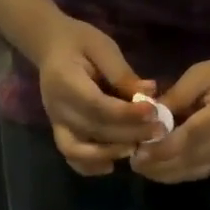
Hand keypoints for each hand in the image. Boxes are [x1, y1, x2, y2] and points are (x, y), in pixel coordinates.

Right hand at [29, 14, 159, 175]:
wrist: (51, 47)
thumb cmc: (80, 42)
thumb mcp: (103, 47)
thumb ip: (122, 73)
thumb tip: (149, 94)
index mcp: (65, 81)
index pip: (97, 105)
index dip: (126, 114)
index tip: (153, 112)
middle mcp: (57, 107)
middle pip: (93, 130)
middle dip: (128, 134)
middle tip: (158, 132)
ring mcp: (56, 123)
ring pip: (79, 150)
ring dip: (110, 153)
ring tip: (137, 148)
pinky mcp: (60, 132)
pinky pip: (71, 157)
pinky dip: (90, 166)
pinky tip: (112, 164)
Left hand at [132, 55, 209, 182]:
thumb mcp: (200, 75)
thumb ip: (174, 98)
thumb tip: (147, 118)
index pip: (190, 137)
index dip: (162, 148)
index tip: (138, 151)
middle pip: (191, 159)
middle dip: (159, 165)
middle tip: (133, 162)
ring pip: (194, 171)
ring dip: (166, 173)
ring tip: (142, 167)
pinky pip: (201, 172)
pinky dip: (178, 174)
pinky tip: (160, 170)